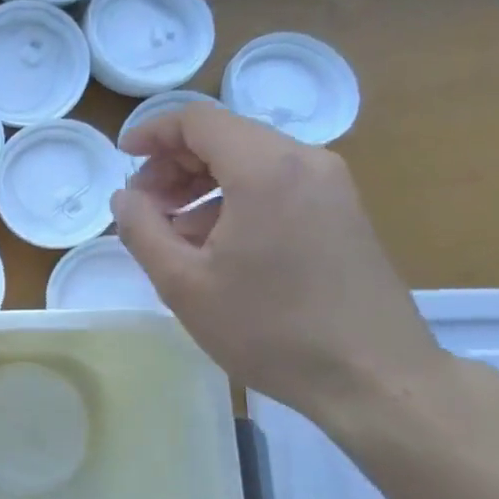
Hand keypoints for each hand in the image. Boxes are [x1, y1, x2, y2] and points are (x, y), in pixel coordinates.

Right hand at [111, 104, 447, 423]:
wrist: (375, 379)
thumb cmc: (270, 329)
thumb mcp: (184, 284)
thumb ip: (142, 230)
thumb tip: (125, 197)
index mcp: (265, 169)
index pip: (197, 120)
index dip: (152, 133)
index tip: (122, 160)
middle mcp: (304, 161)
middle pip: (225, 136)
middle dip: (173, 164)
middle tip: (144, 207)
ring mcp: (331, 186)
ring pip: (250, 161)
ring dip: (202, 184)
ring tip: (173, 233)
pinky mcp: (343, 212)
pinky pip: (276, 185)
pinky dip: (235, 200)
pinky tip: (215, 246)